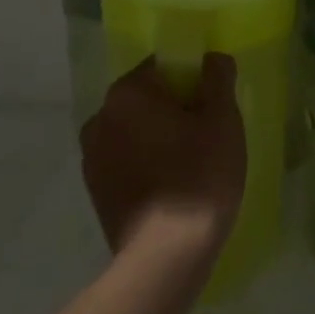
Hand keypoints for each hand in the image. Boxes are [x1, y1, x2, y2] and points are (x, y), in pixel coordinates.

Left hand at [80, 53, 245, 260]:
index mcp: (127, 92)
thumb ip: (217, 78)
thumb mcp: (222, 120)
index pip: (162, 66)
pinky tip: (169, 188)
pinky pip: (124, 161)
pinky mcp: (94, 191)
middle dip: (173, 110)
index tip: (211, 105)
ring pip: (133, 131)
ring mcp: (91, 156)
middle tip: (206, 136)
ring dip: (157, 139)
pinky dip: (144, 165)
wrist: (166, 255)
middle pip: (145, 99)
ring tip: (188, 166)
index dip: (191, 80)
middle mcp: (100, 117)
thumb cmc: (199, 176)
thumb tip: (212, 58)